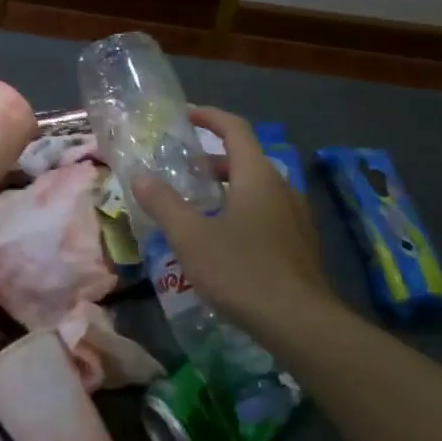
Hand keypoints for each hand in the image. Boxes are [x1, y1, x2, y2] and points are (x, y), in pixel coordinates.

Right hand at [131, 107, 340, 337]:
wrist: (301, 325)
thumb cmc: (243, 270)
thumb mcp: (191, 236)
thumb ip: (164, 203)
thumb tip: (140, 176)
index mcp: (257, 176)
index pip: (236, 129)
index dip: (210, 117)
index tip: (186, 115)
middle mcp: (282, 189)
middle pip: (246, 160)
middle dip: (213, 160)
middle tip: (182, 169)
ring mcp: (296, 219)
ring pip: (257, 189)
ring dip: (227, 188)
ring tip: (197, 206)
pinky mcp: (300, 247)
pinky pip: (267, 214)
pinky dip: (242, 211)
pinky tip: (223, 241)